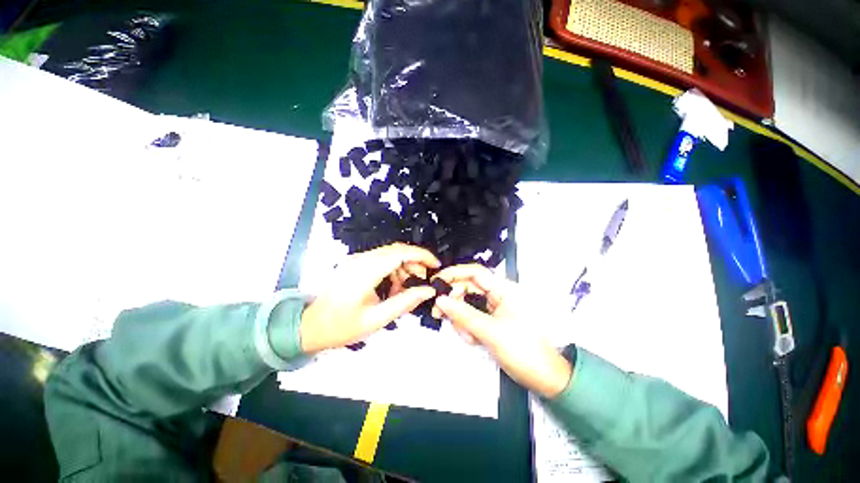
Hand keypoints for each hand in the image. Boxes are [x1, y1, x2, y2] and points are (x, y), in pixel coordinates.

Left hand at [300, 243, 438, 353]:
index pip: (400, 253)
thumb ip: (405, 302)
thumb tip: (429, 291)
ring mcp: (357, 260)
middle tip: (422, 282)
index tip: (436, 265)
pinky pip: (381, 260)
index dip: (422, 256)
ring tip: (407, 289)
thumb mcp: (377, 319)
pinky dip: (393, 270)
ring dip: (404, 267)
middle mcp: (361, 259)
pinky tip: (393, 288)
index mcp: (365, 271)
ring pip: (390, 254)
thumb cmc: (341, 327)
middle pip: (397, 250)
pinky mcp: (356, 264)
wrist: (308, 327)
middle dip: (415, 263)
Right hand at [432, 264, 572, 398]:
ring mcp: (494, 309)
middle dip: (454, 302)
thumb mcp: (491, 331)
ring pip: (467, 305)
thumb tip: (440, 301)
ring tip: (470, 337)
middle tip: (439, 314)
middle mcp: (497, 295)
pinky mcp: (491, 321)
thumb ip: (464, 315)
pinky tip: (473, 340)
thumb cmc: (523, 351)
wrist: (544, 379)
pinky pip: (471, 318)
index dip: (454, 274)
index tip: (436, 282)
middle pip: (467, 288)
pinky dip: (467, 328)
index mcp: (503, 290)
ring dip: (461, 320)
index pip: (474, 273)